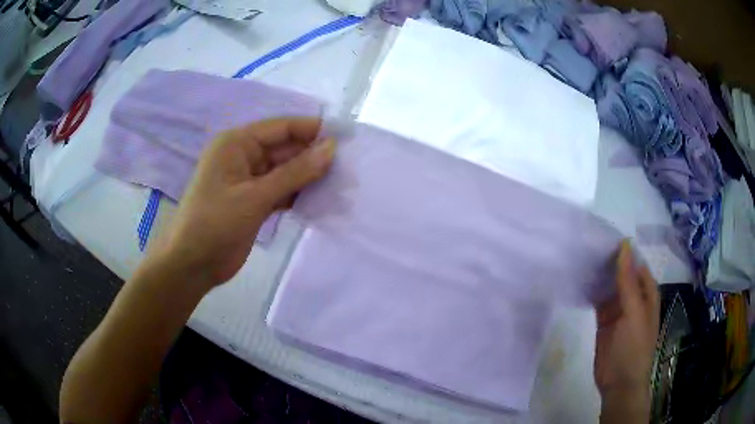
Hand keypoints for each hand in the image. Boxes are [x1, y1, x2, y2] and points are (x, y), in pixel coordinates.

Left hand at [152, 118, 334, 287]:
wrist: (193, 265)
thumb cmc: (215, 223)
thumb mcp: (255, 196)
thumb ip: (295, 172)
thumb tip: (332, 148)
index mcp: (237, 143)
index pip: (281, 127)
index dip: (313, 130)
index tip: (346, 138)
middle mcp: (244, 156)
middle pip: (285, 148)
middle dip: (313, 156)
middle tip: (349, 167)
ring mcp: (249, 180)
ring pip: (285, 171)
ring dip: (309, 177)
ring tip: (341, 183)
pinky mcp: (254, 201)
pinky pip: (281, 190)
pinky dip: (298, 194)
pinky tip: (322, 200)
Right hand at [595, 240, 658, 421]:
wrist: (619, 383)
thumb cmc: (633, 347)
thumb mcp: (633, 313)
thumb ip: (628, 282)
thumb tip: (624, 246)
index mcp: (646, 291)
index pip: (635, 262)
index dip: (622, 250)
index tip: (602, 237)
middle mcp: (634, 296)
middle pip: (621, 271)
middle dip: (608, 260)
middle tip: (586, 246)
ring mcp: (618, 308)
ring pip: (609, 284)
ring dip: (599, 274)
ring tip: (580, 259)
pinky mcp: (604, 319)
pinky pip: (599, 299)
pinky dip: (592, 291)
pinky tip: (581, 281)